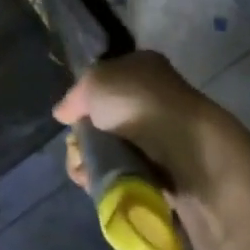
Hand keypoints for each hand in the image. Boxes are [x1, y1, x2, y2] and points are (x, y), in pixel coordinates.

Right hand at [53, 52, 235, 200]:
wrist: (187, 150)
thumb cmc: (138, 103)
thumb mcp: (94, 83)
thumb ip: (75, 97)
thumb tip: (62, 113)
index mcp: (141, 66)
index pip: (104, 80)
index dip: (84, 99)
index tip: (72, 118)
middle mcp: (151, 97)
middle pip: (104, 118)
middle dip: (85, 137)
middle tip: (76, 149)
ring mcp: (159, 135)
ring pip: (112, 148)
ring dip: (92, 161)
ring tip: (84, 171)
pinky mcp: (163, 171)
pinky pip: (126, 173)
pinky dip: (109, 179)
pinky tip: (97, 183)